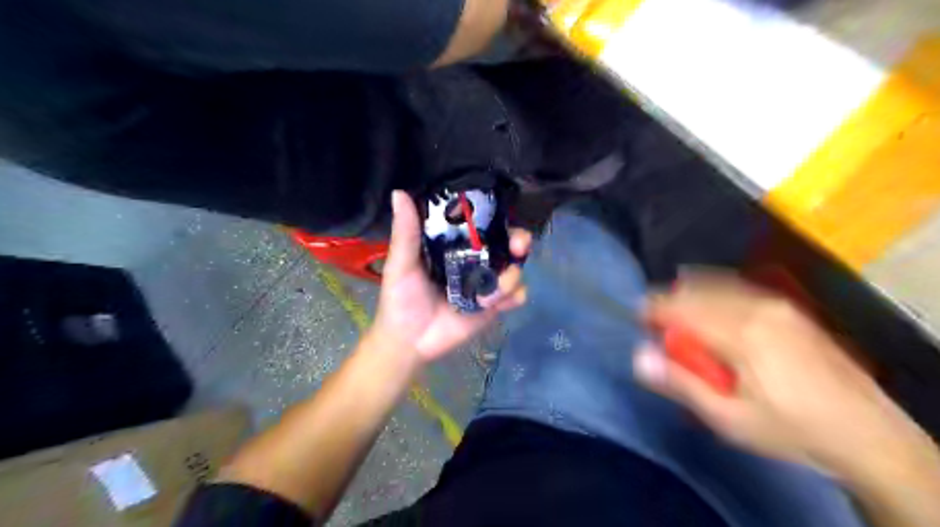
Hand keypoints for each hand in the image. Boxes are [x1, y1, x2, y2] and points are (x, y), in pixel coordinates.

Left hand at [365, 190, 526, 366]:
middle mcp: (475, 259)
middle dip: (520, 242)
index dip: (497, 217)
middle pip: (508, 243)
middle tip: (518, 248)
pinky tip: (496, 306)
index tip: (503, 216)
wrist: (409, 341)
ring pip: (516, 269)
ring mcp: (487, 282)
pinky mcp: (494, 305)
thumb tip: (399, 192)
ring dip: (511, 279)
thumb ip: (406, 232)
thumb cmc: (401, 298)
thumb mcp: (401, 264)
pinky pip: (517, 295)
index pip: (482, 224)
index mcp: (455, 245)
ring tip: (486, 298)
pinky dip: (514, 297)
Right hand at [635, 274, 927, 475]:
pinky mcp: (790, 309)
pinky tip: (711, 306)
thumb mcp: (728, 418)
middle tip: (656, 323)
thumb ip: (680, 383)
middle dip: (670, 302)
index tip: (636, 317)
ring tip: (678, 313)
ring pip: (718, 286)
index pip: (682, 306)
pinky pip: (739, 289)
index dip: (654, 308)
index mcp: (740, 333)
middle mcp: (757, 308)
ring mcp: (777, 305)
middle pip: (698, 291)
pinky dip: (715, 292)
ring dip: (691, 295)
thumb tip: (638, 355)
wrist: (867, 434)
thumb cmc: (789, 429)